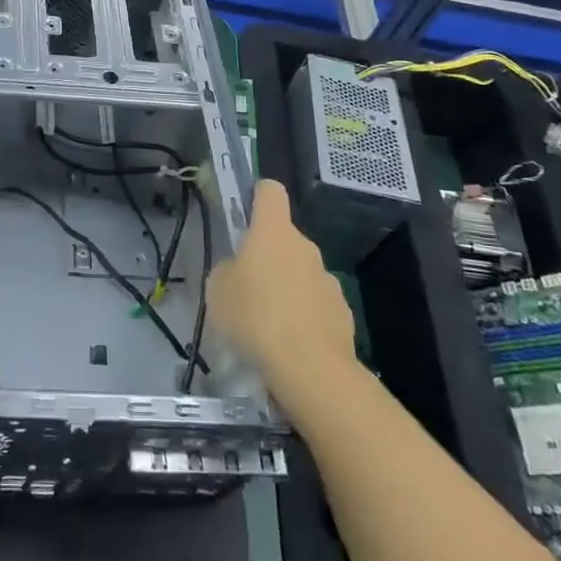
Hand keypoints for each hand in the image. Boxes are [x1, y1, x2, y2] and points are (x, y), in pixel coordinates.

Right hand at [207, 180, 355, 385]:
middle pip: (283, 238)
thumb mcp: (217, 290)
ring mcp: (327, 279)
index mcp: (273, 232)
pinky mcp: (342, 313)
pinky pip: (315, 303)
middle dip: (266, 254)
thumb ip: (227, 270)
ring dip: (285, 286)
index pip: (270, 191)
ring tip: (266, 321)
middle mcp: (305, 247)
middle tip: (245, 284)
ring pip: (300, 272)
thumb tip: (239, 270)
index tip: (245, 211)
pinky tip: (288, 342)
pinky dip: (303, 314)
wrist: (311, 368)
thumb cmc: (255, 316)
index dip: (257, 194)